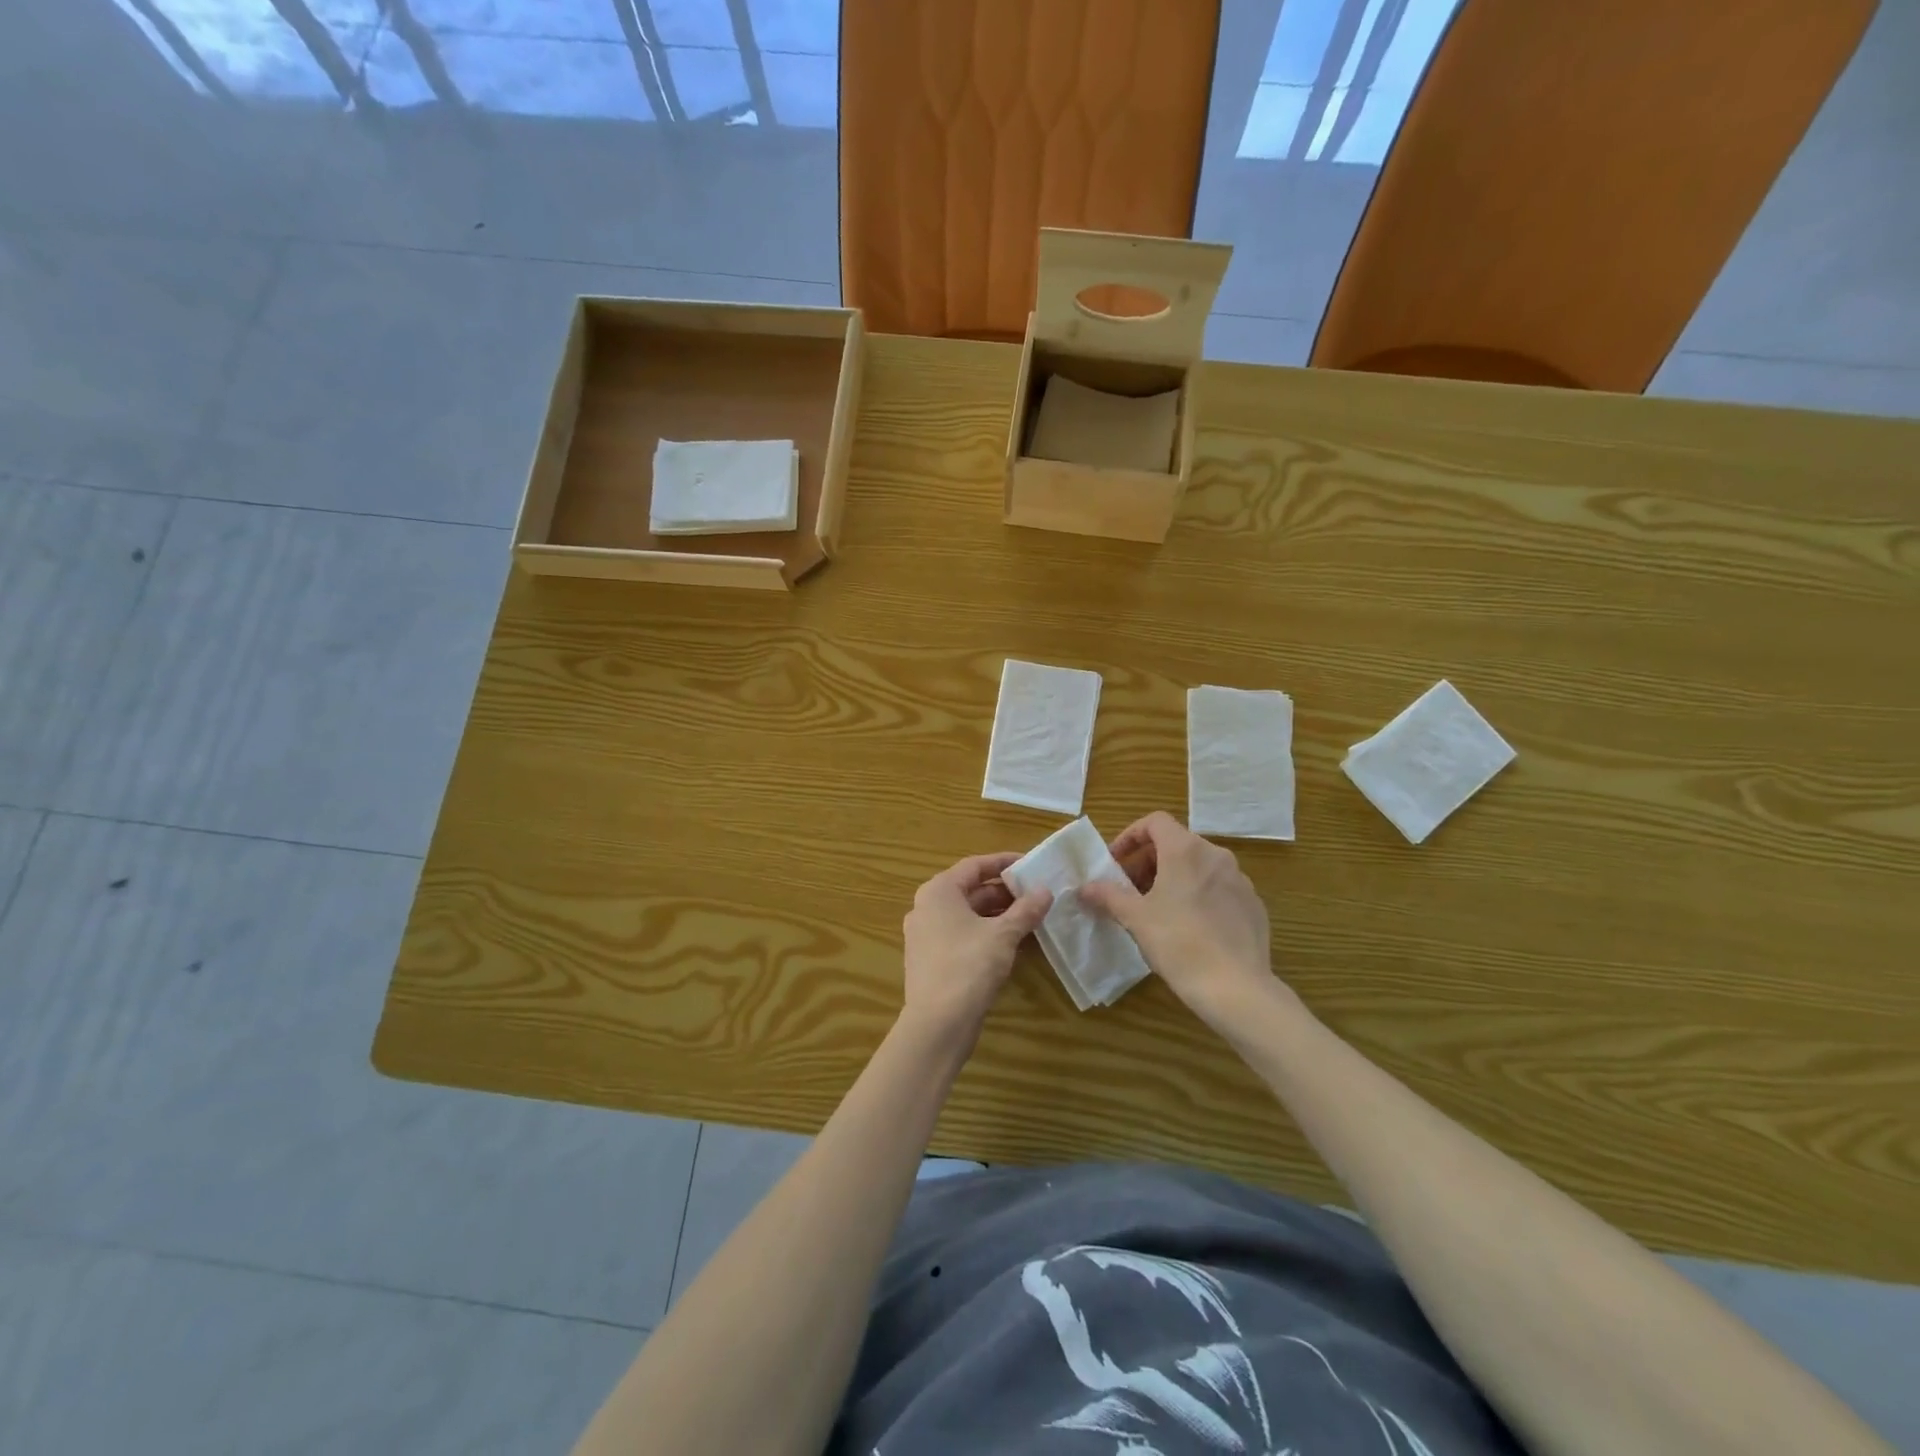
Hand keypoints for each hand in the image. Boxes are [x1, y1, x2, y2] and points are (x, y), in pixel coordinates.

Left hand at [901, 853, 1052, 1045]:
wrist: (937, 1024)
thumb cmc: (968, 967)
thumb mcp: (1003, 935)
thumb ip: (1025, 910)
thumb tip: (1046, 891)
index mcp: (939, 891)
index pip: (975, 865)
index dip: (1004, 862)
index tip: (1031, 864)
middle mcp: (927, 908)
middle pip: (971, 890)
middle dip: (1005, 892)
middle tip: (1038, 894)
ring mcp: (926, 935)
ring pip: (968, 915)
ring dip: (999, 915)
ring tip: (1032, 917)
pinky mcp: (932, 960)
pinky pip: (963, 936)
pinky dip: (987, 934)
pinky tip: (1014, 943)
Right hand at [1080, 812, 1297, 1029]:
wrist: (1236, 988)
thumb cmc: (1179, 943)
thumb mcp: (1135, 918)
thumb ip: (1108, 895)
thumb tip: (1085, 887)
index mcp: (1186, 850)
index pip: (1155, 822)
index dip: (1131, 836)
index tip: (1116, 863)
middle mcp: (1216, 856)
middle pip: (1176, 843)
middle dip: (1148, 862)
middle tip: (1130, 891)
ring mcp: (1240, 880)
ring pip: (1199, 866)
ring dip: (1173, 879)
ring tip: (1157, 911)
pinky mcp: (1253, 905)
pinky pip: (1219, 889)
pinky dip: (1198, 896)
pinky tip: (1190, 928)